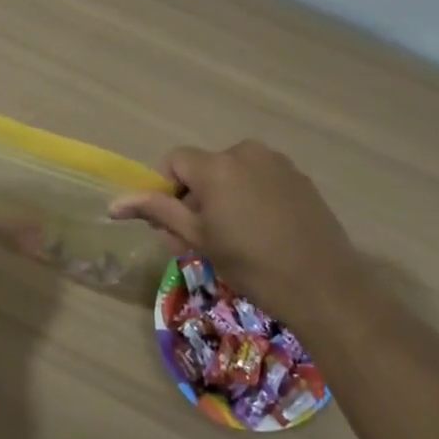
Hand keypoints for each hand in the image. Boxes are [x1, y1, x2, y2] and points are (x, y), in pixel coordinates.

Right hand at [111, 141, 359, 324]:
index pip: (174, 160)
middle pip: (204, 166)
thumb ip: (158, 212)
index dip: (167, 189)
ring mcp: (277, 162)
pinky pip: (261, 178)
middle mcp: (244, 152)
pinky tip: (265, 232)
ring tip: (236, 238)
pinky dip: (252, 197)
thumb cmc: (252, 265)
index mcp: (215, 165)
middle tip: (202, 240)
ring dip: (224, 197)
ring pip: (233, 172)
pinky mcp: (299, 177)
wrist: (323, 286)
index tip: (177, 225)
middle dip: (196, 197)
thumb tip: (115, 204)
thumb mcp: (199, 240)